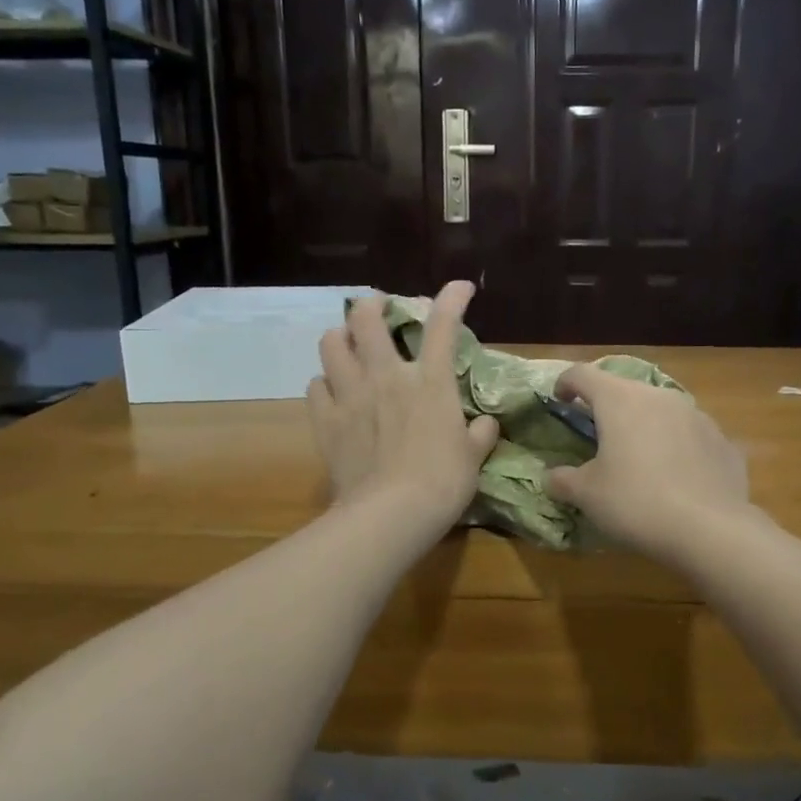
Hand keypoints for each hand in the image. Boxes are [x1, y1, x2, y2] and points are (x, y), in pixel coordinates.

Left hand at [307, 281, 499, 540]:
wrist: (391, 513)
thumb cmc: (442, 482)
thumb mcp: (473, 458)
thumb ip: (480, 435)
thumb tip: (486, 425)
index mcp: (429, 381)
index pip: (444, 326)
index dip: (452, 299)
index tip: (459, 287)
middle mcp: (386, 376)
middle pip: (366, 319)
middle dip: (371, 304)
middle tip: (377, 308)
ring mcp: (350, 395)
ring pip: (330, 344)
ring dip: (339, 338)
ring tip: (347, 345)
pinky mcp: (325, 421)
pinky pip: (314, 387)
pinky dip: (323, 384)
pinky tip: (332, 392)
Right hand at [543, 364, 752, 567]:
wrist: (710, 530)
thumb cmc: (636, 502)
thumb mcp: (587, 495)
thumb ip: (563, 480)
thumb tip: (552, 477)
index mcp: (620, 400)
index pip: (583, 374)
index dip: (566, 383)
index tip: (559, 400)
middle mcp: (659, 397)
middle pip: (625, 390)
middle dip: (607, 407)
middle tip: (597, 435)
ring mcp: (697, 416)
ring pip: (662, 410)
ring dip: (645, 425)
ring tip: (640, 457)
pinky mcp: (722, 441)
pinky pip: (691, 436)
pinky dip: (678, 447)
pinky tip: (677, 477)